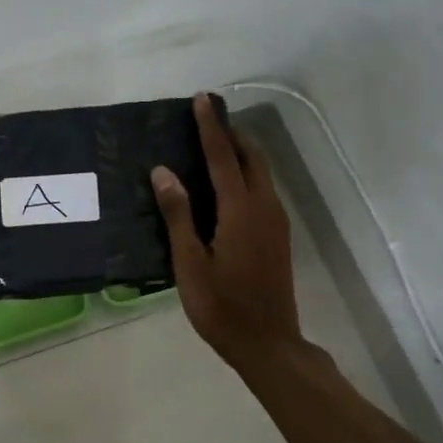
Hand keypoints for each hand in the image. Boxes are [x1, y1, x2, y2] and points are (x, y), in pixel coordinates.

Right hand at [152, 93, 302, 370]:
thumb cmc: (221, 307)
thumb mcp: (189, 264)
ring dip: (240, 152)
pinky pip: (263, 189)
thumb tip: (164, 172)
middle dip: (230, 133)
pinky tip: (226, 184)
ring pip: (262, 172)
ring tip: (212, 144)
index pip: (223, 157)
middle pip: (252, 157)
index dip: (211, 127)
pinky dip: (246, 173)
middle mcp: (264, 208)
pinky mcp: (278, 235)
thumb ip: (178, 215)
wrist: (268, 343)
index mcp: (241, 212)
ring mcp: (276, 222)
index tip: (202, 99)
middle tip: (206, 117)